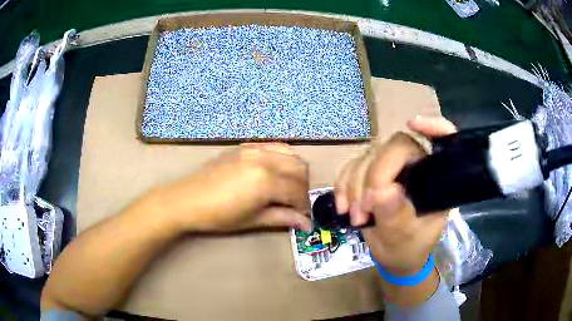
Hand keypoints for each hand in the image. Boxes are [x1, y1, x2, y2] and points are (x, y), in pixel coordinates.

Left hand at [152, 143, 311, 231]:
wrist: (187, 199)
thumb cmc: (219, 216)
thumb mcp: (253, 220)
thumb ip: (283, 218)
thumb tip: (308, 224)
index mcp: (266, 181)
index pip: (298, 191)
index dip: (304, 206)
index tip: (303, 216)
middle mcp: (264, 159)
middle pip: (300, 169)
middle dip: (303, 188)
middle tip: (295, 203)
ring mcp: (254, 149)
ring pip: (291, 154)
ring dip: (295, 171)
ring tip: (287, 187)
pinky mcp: (245, 146)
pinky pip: (274, 146)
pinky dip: (282, 158)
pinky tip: (275, 172)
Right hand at [335, 116, 456, 275]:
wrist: (394, 257)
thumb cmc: (408, 248)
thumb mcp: (405, 239)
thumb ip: (396, 217)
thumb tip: (381, 192)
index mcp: (435, 179)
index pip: (442, 143)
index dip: (434, 126)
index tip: (413, 124)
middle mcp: (415, 167)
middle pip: (393, 148)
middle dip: (373, 176)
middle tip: (363, 210)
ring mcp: (391, 169)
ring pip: (367, 156)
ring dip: (354, 185)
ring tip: (354, 217)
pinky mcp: (370, 174)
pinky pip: (351, 167)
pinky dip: (343, 185)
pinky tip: (342, 206)